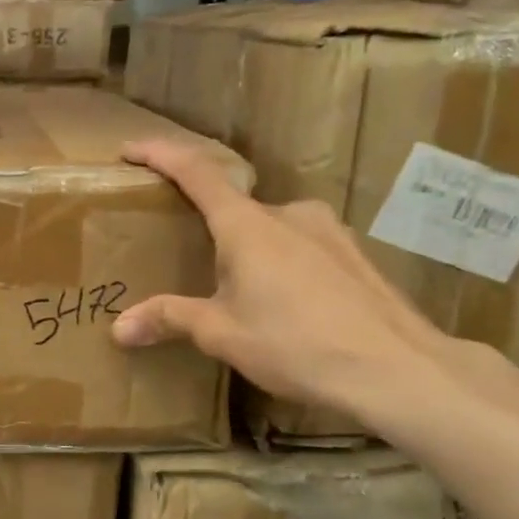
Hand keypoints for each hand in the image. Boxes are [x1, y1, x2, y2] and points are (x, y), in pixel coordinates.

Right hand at [110, 138, 458, 417]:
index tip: (131, 148)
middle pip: (234, 206)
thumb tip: (119, 328)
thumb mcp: (222, 334)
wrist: (398, 370)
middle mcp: (288, 214)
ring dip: (246, 249)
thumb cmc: (297, 344)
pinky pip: (300, 246)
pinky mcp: (353, 254)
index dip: (161, 154)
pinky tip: (283, 303)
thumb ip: (170, 318)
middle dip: (206, 226)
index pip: (196, 172)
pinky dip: (278, 262)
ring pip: (270, 228)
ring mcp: (328, 231)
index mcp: (247, 225)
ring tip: (236, 290)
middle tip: (186, 255)